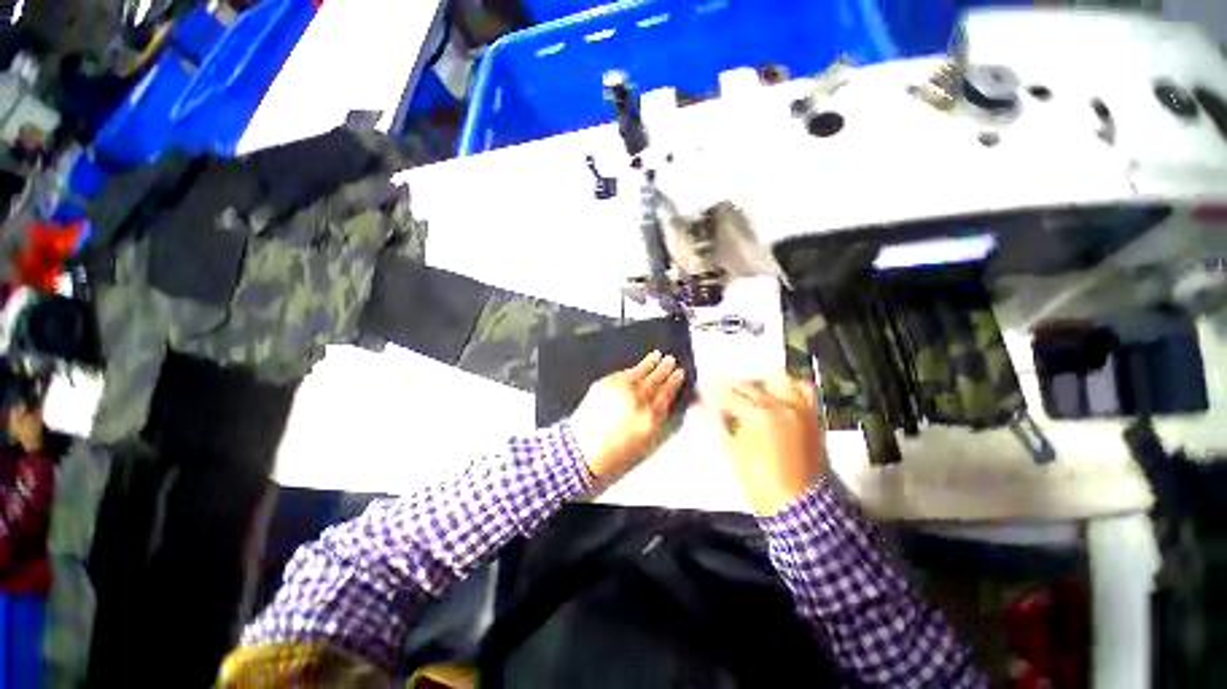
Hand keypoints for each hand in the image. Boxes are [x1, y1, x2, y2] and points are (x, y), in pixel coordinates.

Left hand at [569, 351, 685, 483]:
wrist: (581, 449)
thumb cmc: (614, 453)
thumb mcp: (644, 443)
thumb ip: (657, 420)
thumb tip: (666, 404)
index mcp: (649, 416)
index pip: (666, 393)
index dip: (674, 382)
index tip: (679, 373)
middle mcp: (637, 399)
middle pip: (655, 379)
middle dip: (665, 369)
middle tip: (671, 360)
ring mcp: (620, 389)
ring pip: (640, 371)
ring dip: (650, 362)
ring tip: (658, 355)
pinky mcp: (605, 383)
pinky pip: (623, 372)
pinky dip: (632, 368)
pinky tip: (636, 367)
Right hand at [707, 370, 825, 515]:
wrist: (801, 506)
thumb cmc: (762, 483)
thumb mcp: (735, 454)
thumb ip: (722, 425)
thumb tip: (707, 408)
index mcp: (760, 416)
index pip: (730, 396)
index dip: (714, 394)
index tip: (705, 392)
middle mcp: (782, 406)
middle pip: (751, 386)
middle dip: (732, 388)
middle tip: (721, 393)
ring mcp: (801, 409)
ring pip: (780, 379)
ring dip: (761, 381)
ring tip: (750, 388)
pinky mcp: (813, 417)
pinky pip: (804, 391)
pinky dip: (790, 386)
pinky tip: (778, 391)